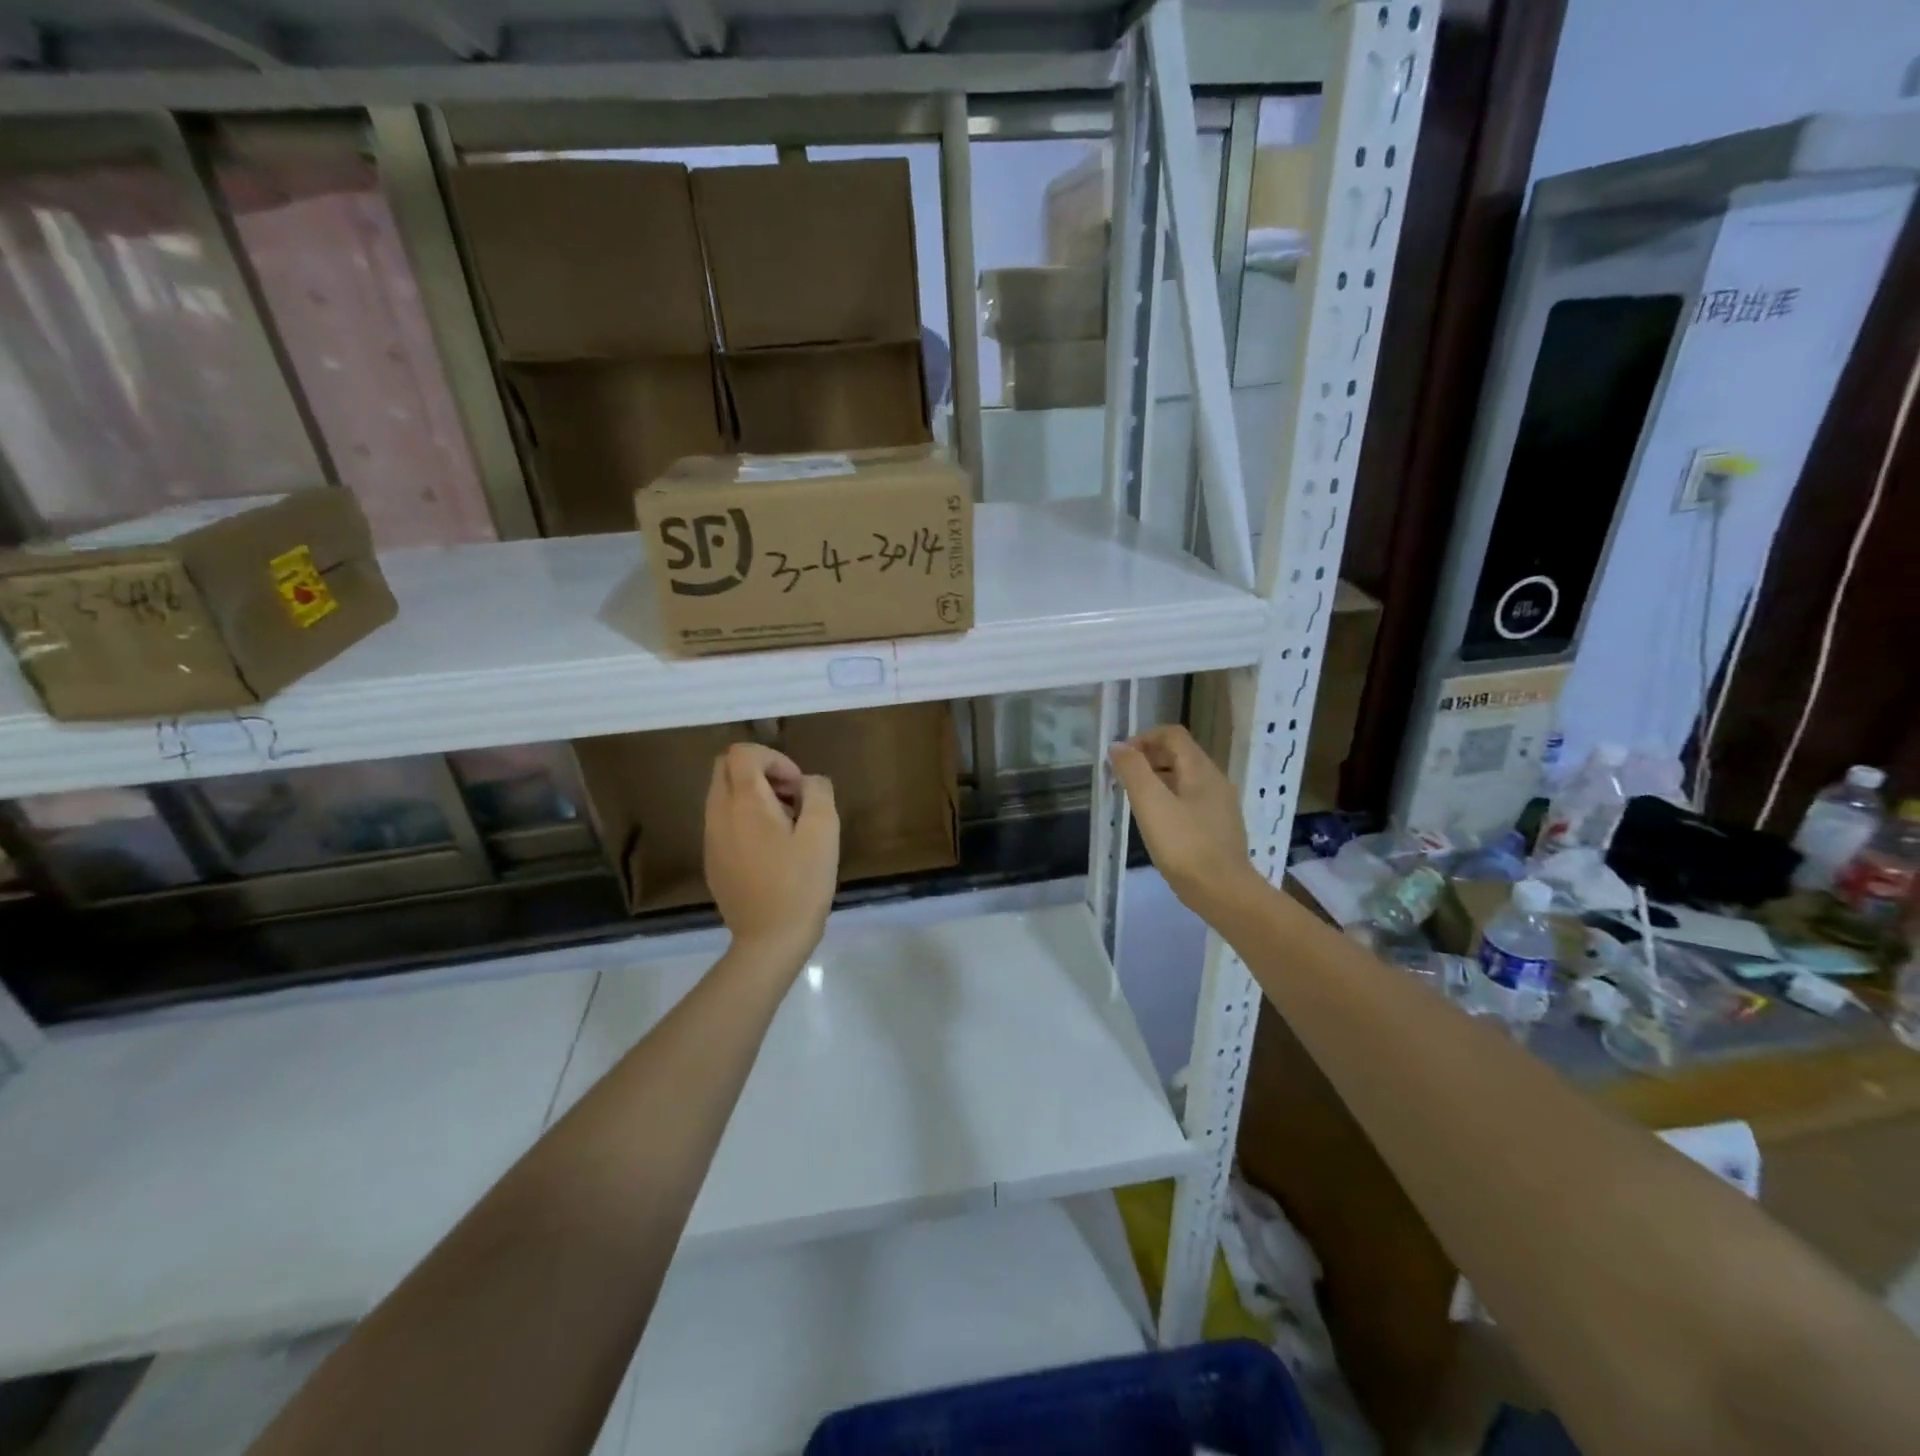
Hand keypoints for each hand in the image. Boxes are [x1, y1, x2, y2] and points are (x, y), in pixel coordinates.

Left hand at [704, 743, 839, 966]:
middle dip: (761, 772)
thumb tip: (807, 783)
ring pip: (723, 795)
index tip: (798, 788)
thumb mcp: (824, 832)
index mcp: (743, 802)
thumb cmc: (800, 884)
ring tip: (786, 826)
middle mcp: (718, 814)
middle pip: (725, 768)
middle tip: (792, 799)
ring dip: (754, 796)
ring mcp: (711, 839)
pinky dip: (745, 819)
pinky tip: (771, 850)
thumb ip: (818, 793)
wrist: (769, 940)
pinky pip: (724, 821)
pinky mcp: (713, 860)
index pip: (742, 752)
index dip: (775, 758)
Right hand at [1109, 725, 1255, 913]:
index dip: (1143, 738)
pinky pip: (1191, 800)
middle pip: (1179, 754)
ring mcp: (1220, 805)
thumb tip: (1119, 746)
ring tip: (1134, 800)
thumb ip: (1133, 771)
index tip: (1120, 758)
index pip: (1172, 734)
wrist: (1224, 891)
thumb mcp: (1151, 804)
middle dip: (1148, 758)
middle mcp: (1215, 780)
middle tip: (1123, 778)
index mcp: (1200, 769)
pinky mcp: (1219, 827)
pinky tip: (1157, 823)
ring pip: (1185, 778)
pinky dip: (1170, 799)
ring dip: (1157, 779)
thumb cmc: (1184, 845)